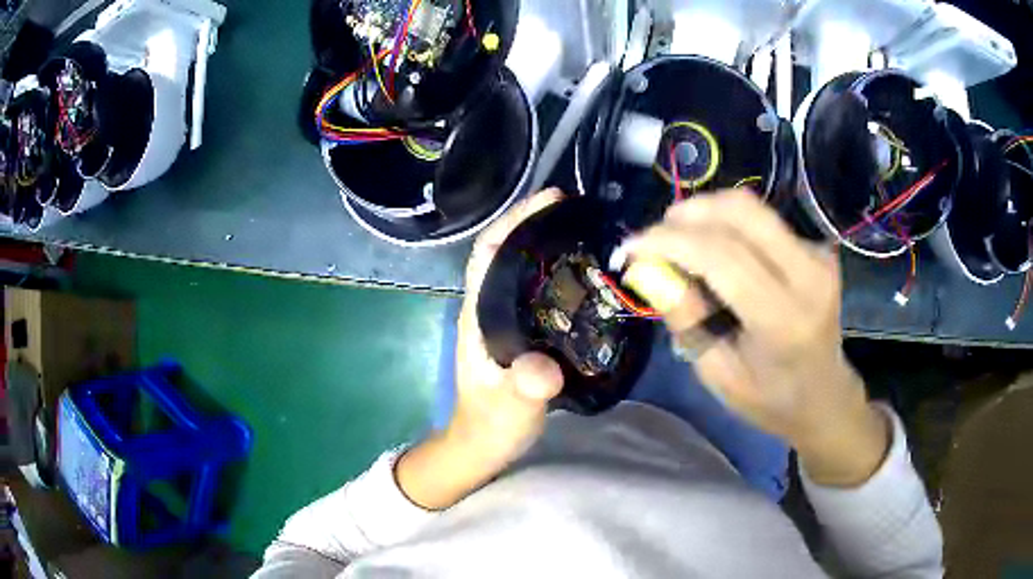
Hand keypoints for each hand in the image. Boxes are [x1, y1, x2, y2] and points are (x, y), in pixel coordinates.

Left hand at [396, 190, 565, 508]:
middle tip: (579, 210)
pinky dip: (558, 273)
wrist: (483, 445)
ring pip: (523, 268)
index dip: (514, 221)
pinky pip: (538, 290)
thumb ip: (524, 390)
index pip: (489, 252)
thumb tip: (546, 370)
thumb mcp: (509, 409)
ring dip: (548, 244)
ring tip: (588, 232)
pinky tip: (585, 274)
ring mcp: (503, 319)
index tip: (549, 200)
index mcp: (478, 314)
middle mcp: (488, 308)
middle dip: (537, 224)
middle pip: (508, 251)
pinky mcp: (520, 332)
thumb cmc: (490, 425)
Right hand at [628, 189, 889, 486]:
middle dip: (687, 214)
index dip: (669, 241)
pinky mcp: (817, 248)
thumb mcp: (716, 373)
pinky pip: (761, 220)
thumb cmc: (769, 398)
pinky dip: (726, 225)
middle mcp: (808, 275)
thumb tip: (647, 268)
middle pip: (740, 212)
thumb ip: (685, 317)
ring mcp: (818, 256)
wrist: (824, 395)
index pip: (722, 256)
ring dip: (705, 214)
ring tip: (679, 242)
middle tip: (655, 238)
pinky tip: (713, 250)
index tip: (630, 246)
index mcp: (783, 320)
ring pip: (750, 207)